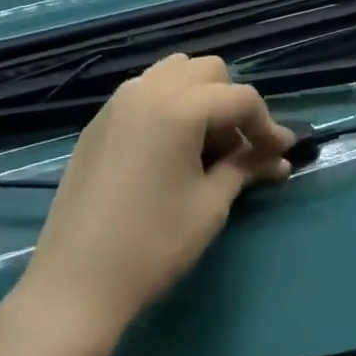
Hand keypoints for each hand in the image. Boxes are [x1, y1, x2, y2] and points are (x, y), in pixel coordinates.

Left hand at [17, 55, 295, 344]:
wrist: (75, 284)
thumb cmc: (152, 246)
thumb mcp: (209, 206)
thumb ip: (245, 167)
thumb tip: (277, 157)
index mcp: (179, 106)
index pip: (239, 97)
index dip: (266, 124)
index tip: (280, 154)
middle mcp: (149, 88)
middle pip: (208, 71)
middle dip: (231, 102)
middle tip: (238, 149)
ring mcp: (120, 100)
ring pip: (175, 72)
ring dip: (199, 96)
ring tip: (204, 144)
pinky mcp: (100, 119)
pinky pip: (146, 90)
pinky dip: (169, 104)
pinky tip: (170, 148)